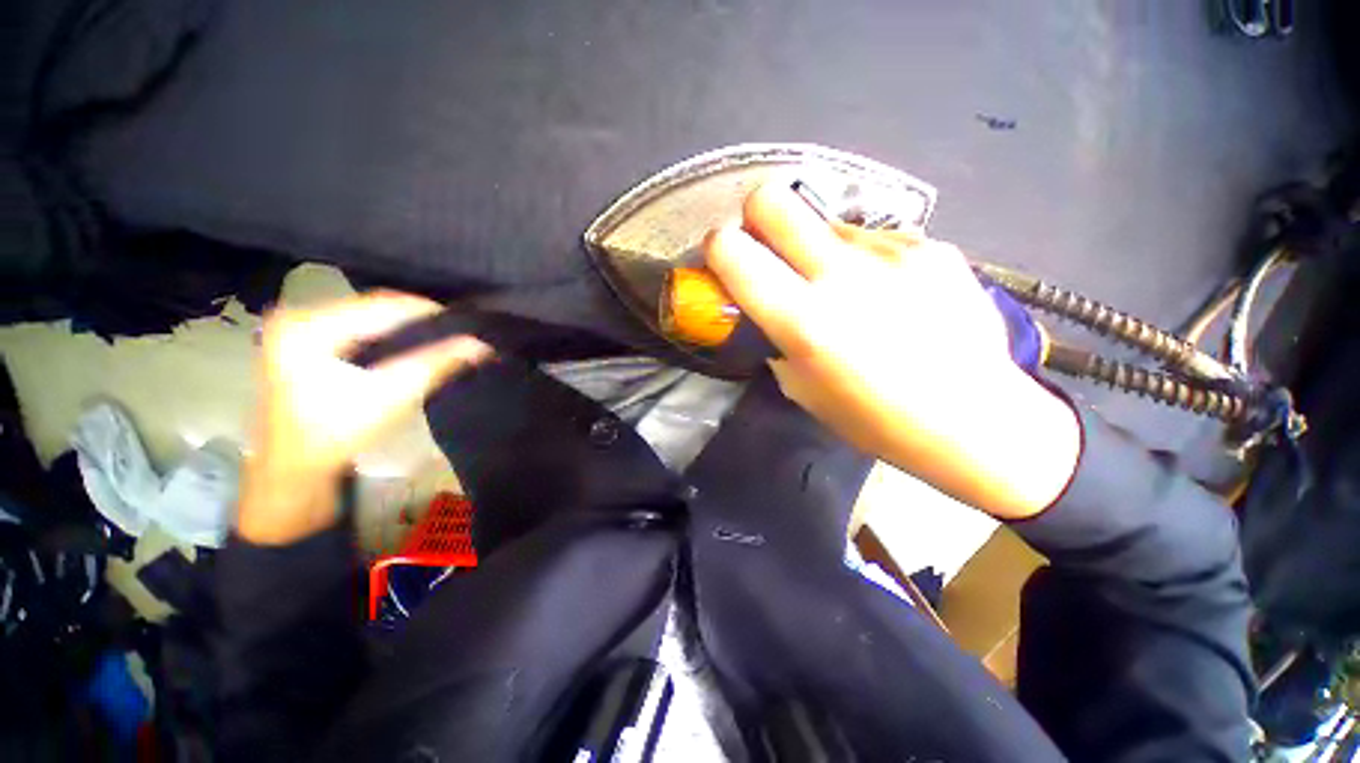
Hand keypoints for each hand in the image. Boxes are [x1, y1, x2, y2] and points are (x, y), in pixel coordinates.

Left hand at [239, 293, 491, 543]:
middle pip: (373, 307)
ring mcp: (298, 328)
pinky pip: (356, 326)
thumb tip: (482, 344)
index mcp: (309, 325)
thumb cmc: (338, 432)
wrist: (294, 468)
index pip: (382, 304)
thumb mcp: (393, 394)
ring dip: (404, 326)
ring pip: (367, 315)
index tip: (466, 322)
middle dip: (417, 319)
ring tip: (441, 336)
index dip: (428, 311)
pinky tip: (410, 344)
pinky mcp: (303, 341)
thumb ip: (438, 363)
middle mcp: (299, 316)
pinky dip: (386, 333)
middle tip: (457, 331)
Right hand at [705, 183, 1079, 519]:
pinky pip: (874, 239)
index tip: (724, 260)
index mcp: (802, 318)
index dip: (717, 248)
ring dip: (816, 247)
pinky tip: (888, 292)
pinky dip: (863, 259)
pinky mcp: (931, 246)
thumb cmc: (877, 420)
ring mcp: (891, 251)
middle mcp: (841, 272)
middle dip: (756, 217)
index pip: (732, 250)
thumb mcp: (802, 391)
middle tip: (766, 247)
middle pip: (773, 200)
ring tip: (844, 286)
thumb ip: (774, 340)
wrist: (977, 419)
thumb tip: (767, 312)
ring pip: (825, 221)